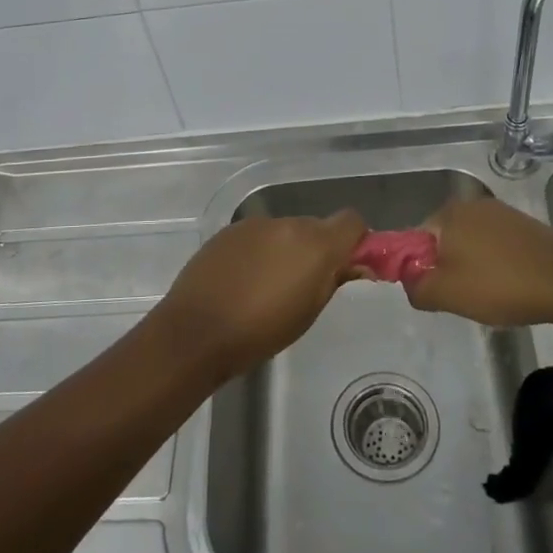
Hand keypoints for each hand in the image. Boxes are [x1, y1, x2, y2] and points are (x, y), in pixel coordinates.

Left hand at [152, 212, 366, 380]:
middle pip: (316, 226)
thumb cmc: (261, 331)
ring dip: (287, 249)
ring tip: (269, 285)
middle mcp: (287, 224)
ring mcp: (255, 224)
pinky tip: (244, 279)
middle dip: (318, 248)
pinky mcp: (229, 230)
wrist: (196, 331)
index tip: (348, 264)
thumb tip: (356, 265)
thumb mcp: (309, 312)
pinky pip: (258, 235)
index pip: (351, 221)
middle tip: (306, 284)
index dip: (355, 240)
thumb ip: (334, 279)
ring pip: (285, 231)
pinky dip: (260, 251)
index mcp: (315, 243)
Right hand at [404, 197, 552, 327]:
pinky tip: (509, 284)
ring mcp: (500, 212)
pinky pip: (494, 245)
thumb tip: (410, 281)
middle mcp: (471, 204)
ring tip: (490, 294)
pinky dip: (495, 264)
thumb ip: (415, 287)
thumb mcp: (446, 294)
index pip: (414, 240)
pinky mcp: (523, 224)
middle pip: (443, 241)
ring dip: (471, 267)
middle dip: (447, 268)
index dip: (419, 269)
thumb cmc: (500, 285)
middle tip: (463, 297)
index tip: (436, 292)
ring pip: (469, 244)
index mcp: (447, 213)